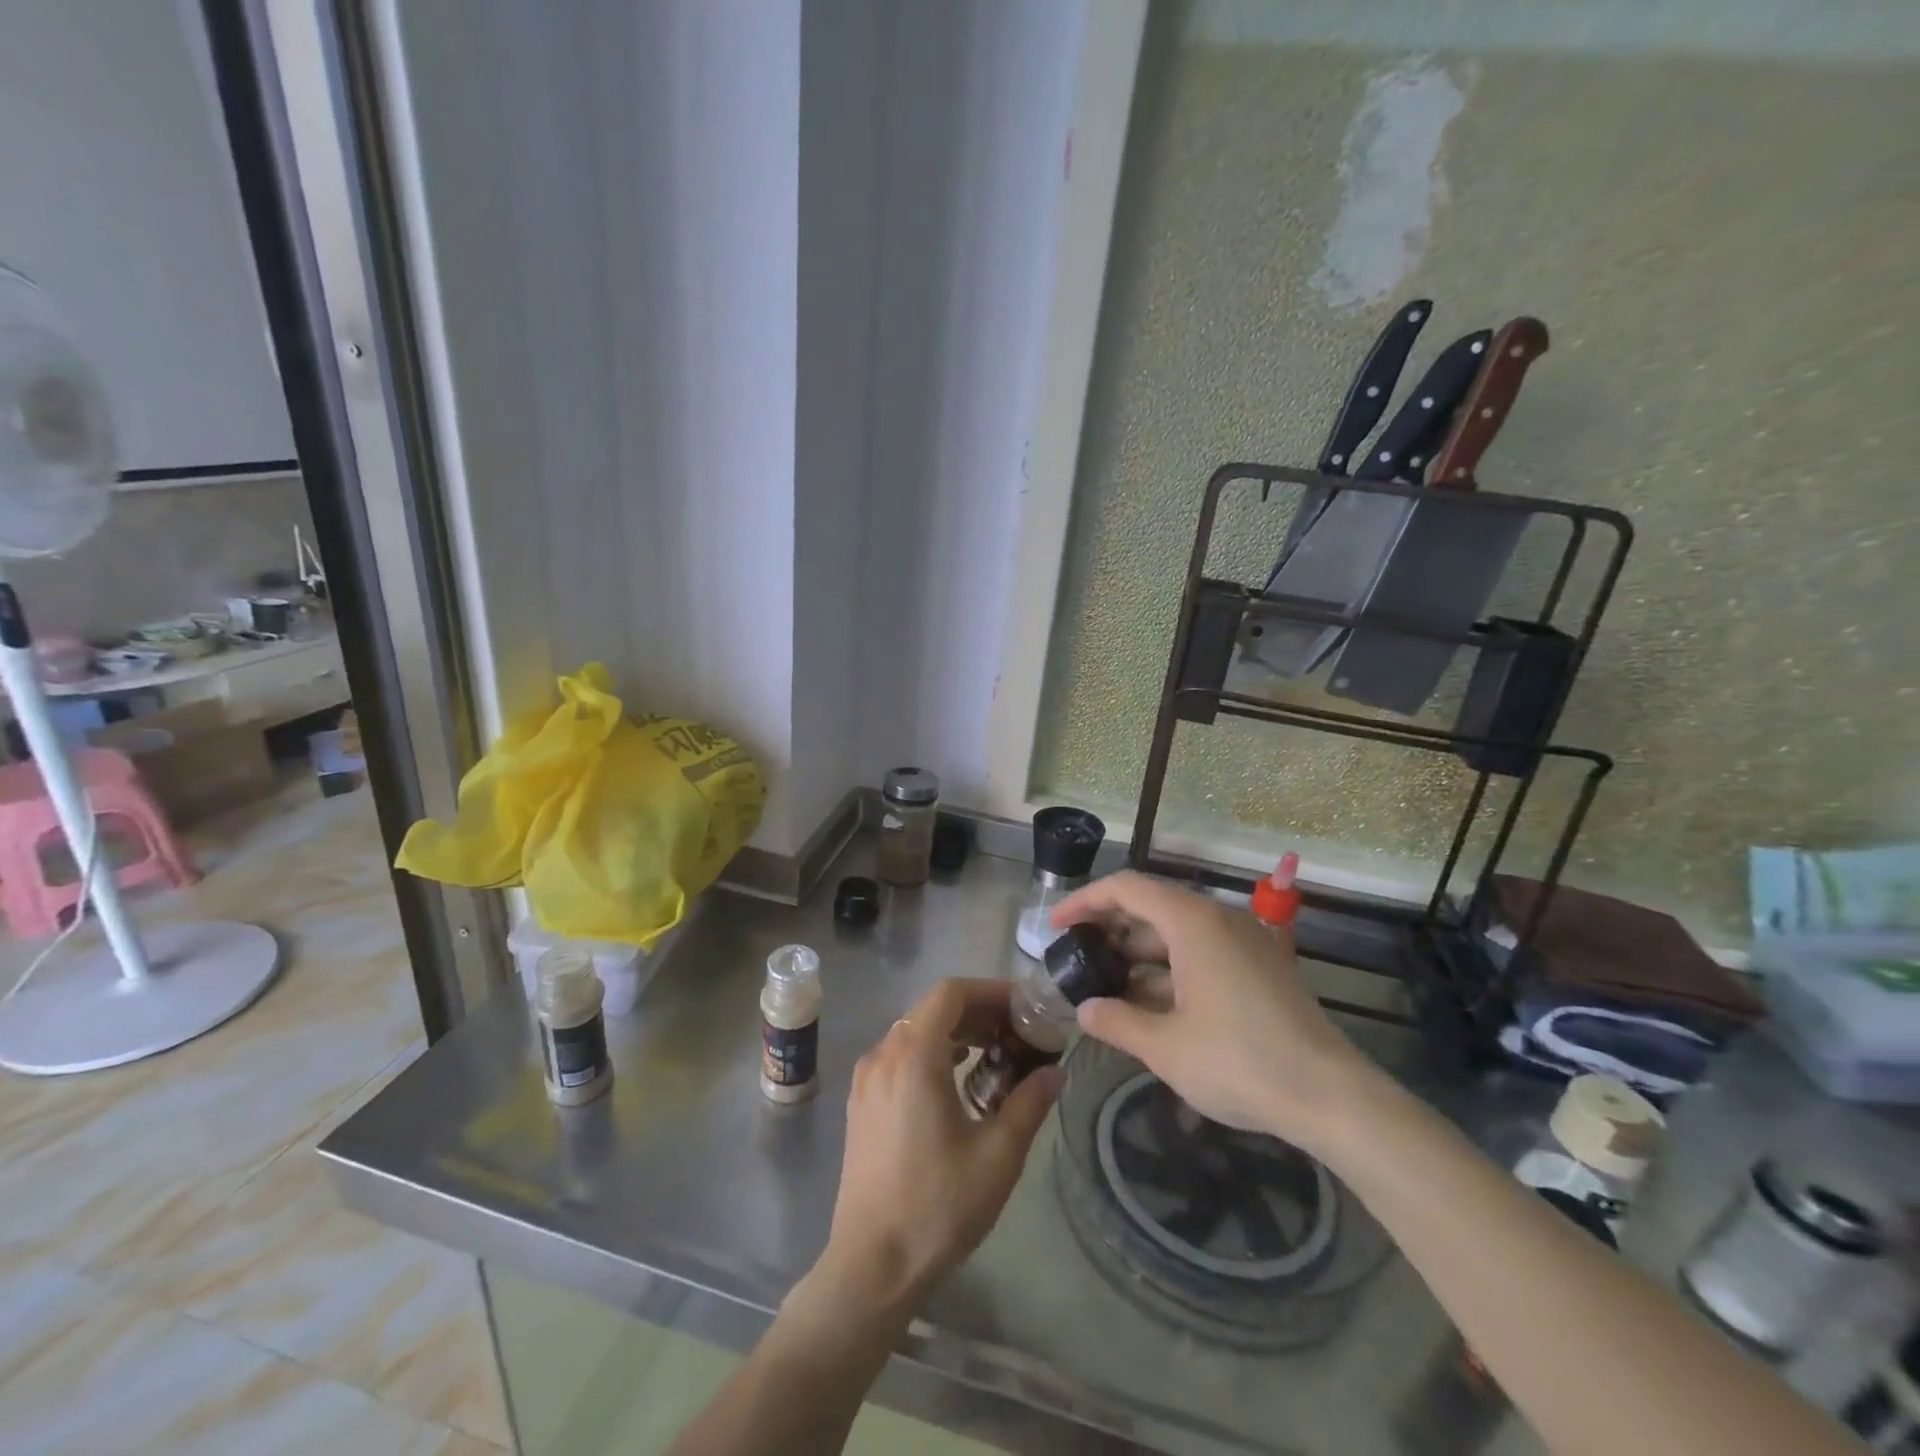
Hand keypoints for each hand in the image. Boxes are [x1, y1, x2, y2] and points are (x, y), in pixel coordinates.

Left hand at [808, 979, 1060, 1327]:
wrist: (871, 1264)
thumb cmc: (937, 1206)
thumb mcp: (997, 1156)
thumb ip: (1029, 1103)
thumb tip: (1055, 1071)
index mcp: (913, 1056)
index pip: (951, 993)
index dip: (990, 991)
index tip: (1024, 1007)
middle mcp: (884, 1054)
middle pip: (933, 1007)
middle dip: (978, 1011)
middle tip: (1018, 1031)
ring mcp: (867, 1077)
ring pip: (915, 1030)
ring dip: (956, 1031)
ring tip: (995, 1053)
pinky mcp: (861, 1100)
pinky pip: (900, 1054)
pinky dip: (932, 1051)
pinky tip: (958, 1079)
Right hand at [1050, 871, 1373, 1153]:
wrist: (1332, 1097)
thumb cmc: (1240, 1062)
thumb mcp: (1166, 1047)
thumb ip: (1117, 1022)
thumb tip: (1086, 1010)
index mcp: (1193, 923)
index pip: (1126, 888)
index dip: (1085, 901)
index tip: (1056, 925)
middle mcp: (1219, 920)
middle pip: (1151, 905)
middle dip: (1109, 927)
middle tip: (1077, 955)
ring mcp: (1244, 942)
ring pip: (1176, 931)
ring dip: (1138, 952)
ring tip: (1106, 983)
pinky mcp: (1259, 966)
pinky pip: (1201, 951)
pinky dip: (1169, 968)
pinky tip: (1149, 1002)